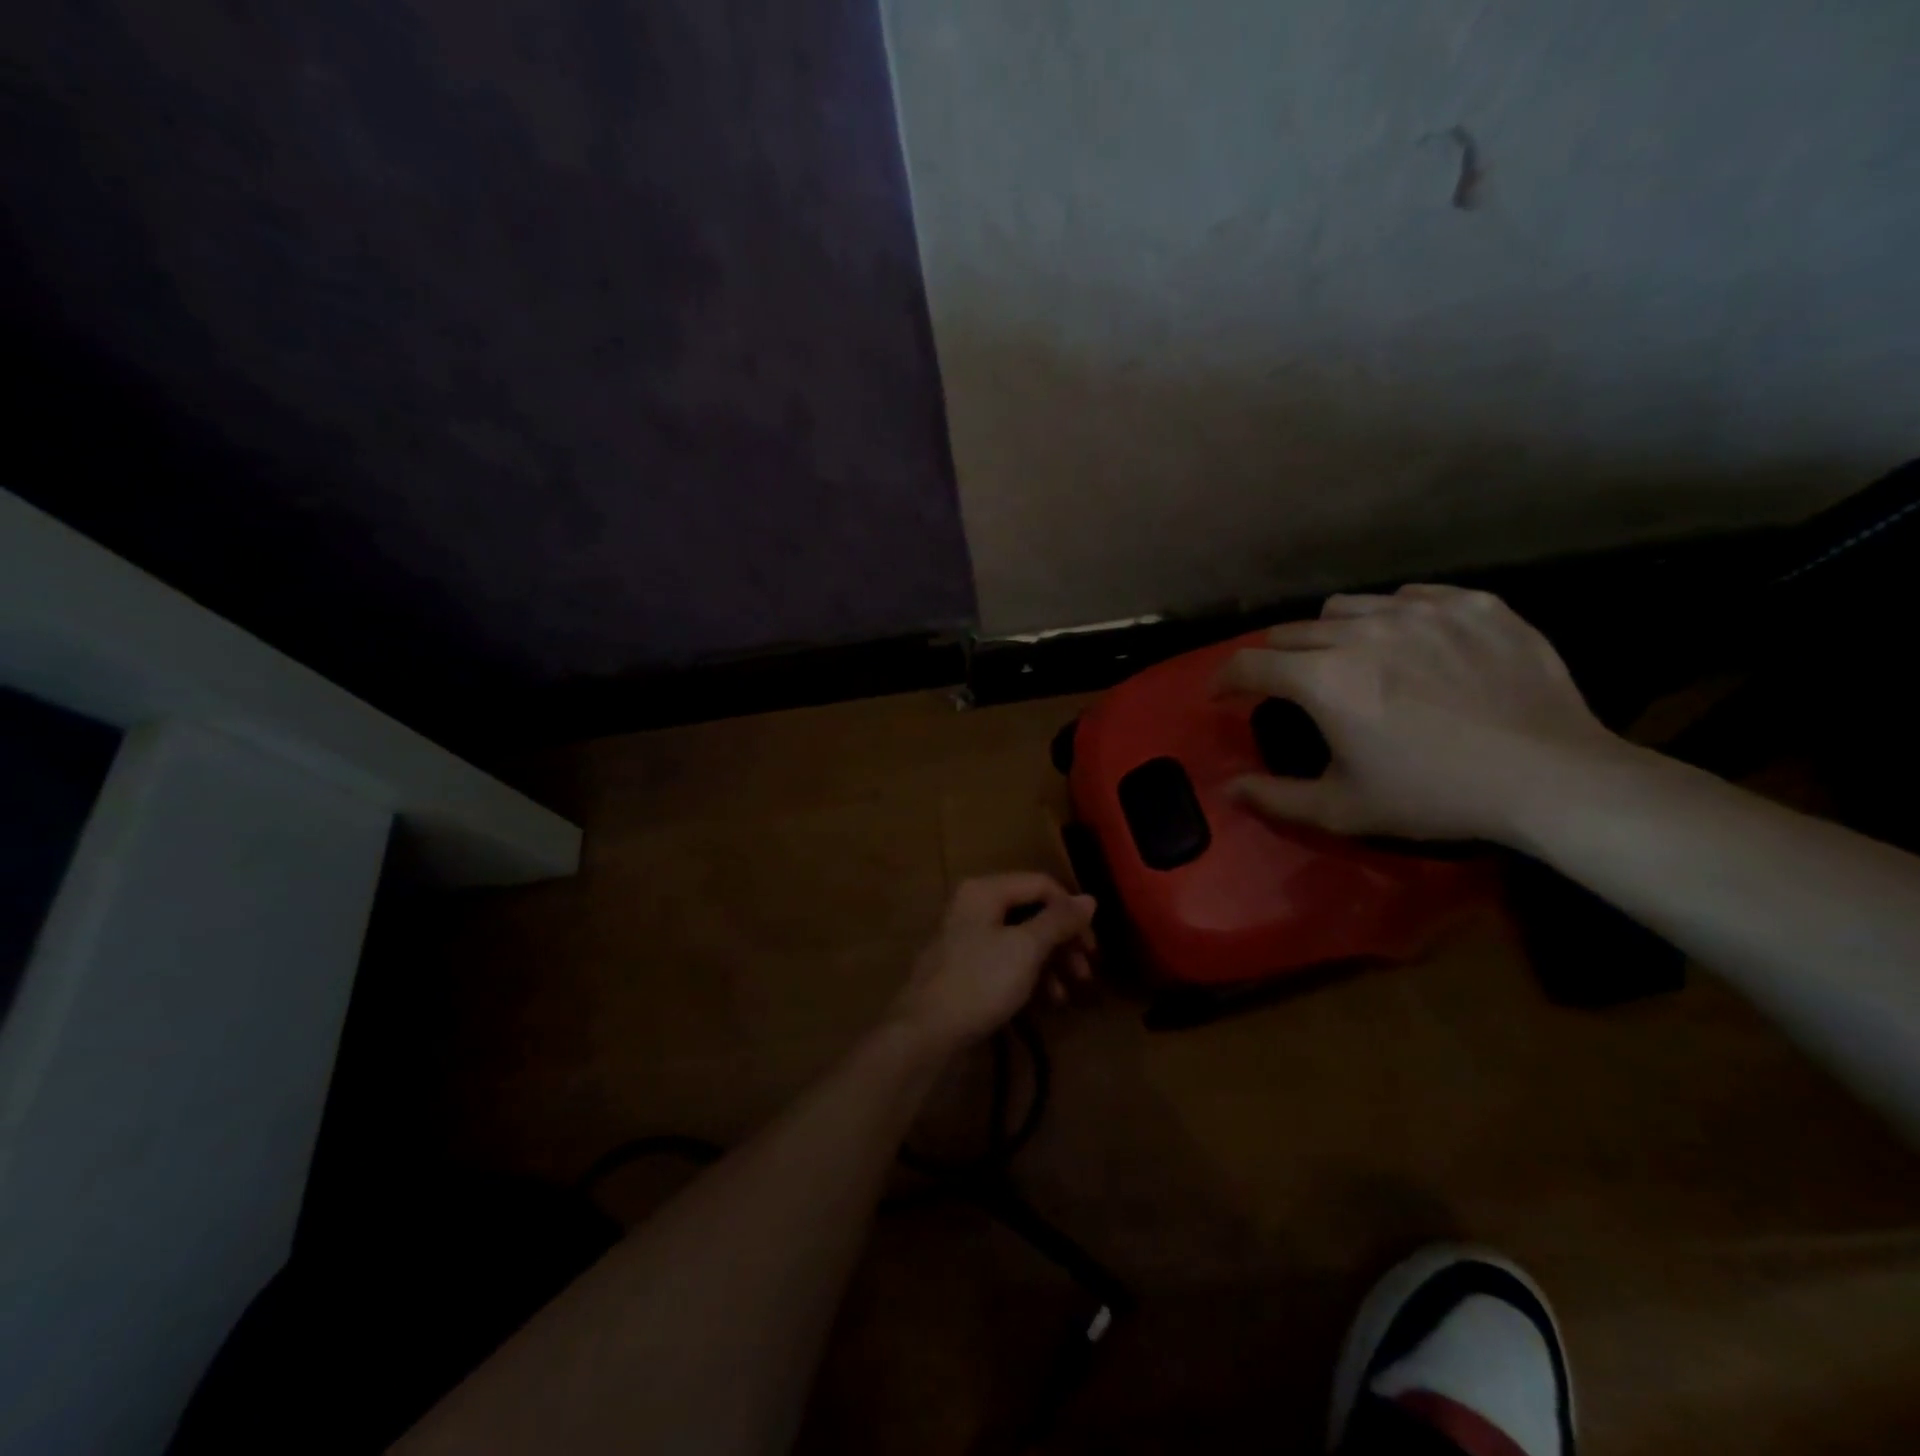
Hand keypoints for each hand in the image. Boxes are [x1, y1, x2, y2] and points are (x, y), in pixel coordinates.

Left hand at [889, 875, 1097, 1049]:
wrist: (926, 1032)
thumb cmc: (979, 982)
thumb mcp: (1026, 949)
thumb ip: (1058, 921)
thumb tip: (1089, 899)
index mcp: (985, 890)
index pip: (1041, 885)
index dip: (1071, 912)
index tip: (1092, 946)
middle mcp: (974, 905)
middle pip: (1032, 912)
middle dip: (1063, 941)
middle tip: (1085, 972)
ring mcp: (967, 937)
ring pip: (1021, 938)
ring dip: (1050, 962)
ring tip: (1067, 993)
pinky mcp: (965, 966)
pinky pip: (1006, 960)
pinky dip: (1029, 975)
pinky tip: (1047, 1001)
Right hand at [1216, 584, 1630, 842]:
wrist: (1552, 778)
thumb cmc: (1434, 796)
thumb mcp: (1343, 809)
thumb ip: (1274, 798)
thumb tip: (1227, 789)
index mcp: (1323, 678)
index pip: (1249, 664)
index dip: (1224, 679)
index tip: (1221, 694)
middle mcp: (1361, 630)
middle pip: (1292, 630)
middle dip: (1276, 658)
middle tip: (1289, 686)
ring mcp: (1420, 610)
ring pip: (1346, 606)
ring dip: (1330, 633)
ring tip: (1349, 658)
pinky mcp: (1472, 604)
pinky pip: (1411, 595)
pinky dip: (1393, 617)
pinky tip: (1411, 645)